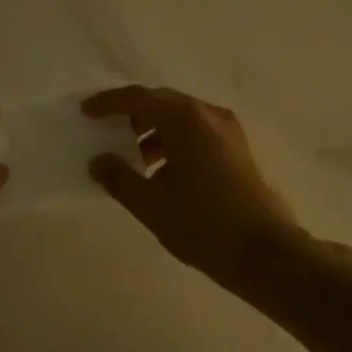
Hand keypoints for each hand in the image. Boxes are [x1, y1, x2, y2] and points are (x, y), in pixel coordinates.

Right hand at [83, 86, 308, 290]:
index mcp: (185, 121)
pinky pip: (196, 133)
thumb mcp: (151, 205)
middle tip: (107, 132)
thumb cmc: (203, 225)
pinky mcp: (237, 149)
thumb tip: (98, 161)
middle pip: (161, 103)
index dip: (109, 103)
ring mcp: (228, 131)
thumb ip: (119, 178)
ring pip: (180, 118)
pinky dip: (173, 142)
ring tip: (132, 161)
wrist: (265, 253)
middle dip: (132, 115)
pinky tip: (161, 174)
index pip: (139, 99)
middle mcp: (208, 115)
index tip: (86, 112)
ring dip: (153, 132)